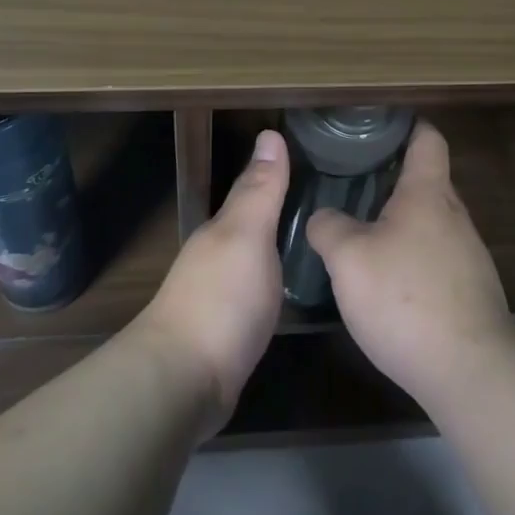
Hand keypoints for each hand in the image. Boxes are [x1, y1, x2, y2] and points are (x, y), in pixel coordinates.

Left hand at [136, 129, 288, 432]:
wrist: (184, 380)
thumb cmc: (221, 299)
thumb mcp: (246, 236)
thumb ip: (260, 191)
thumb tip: (269, 133)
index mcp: (222, 230)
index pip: (254, 192)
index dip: (280, 177)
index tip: (317, 164)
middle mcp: (217, 256)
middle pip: (253, 225)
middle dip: (283, 212)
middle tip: (330, 204)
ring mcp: (220, 295)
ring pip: (255, 258)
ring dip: (278, 247)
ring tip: (318, 242)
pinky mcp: (228, 330)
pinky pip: (257, 293)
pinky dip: (274, 282)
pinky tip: (293, 289)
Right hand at [308, 120, 514, 406]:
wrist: (469, 370)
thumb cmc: (405, 298)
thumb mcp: (348, 258)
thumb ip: (329, 227)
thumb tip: (325, 217)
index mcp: (428, 194)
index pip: (427, 140)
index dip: (407, 125)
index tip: (379, 124)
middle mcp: (455, 216)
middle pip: (428, 181)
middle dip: (393, 177)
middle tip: (351, 180)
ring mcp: (468, 255)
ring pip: (431, 222)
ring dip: (400, 221)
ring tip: (361, 230)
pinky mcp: (470, 291)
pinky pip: (436, 257)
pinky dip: (411, 256)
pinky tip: (386, 281)